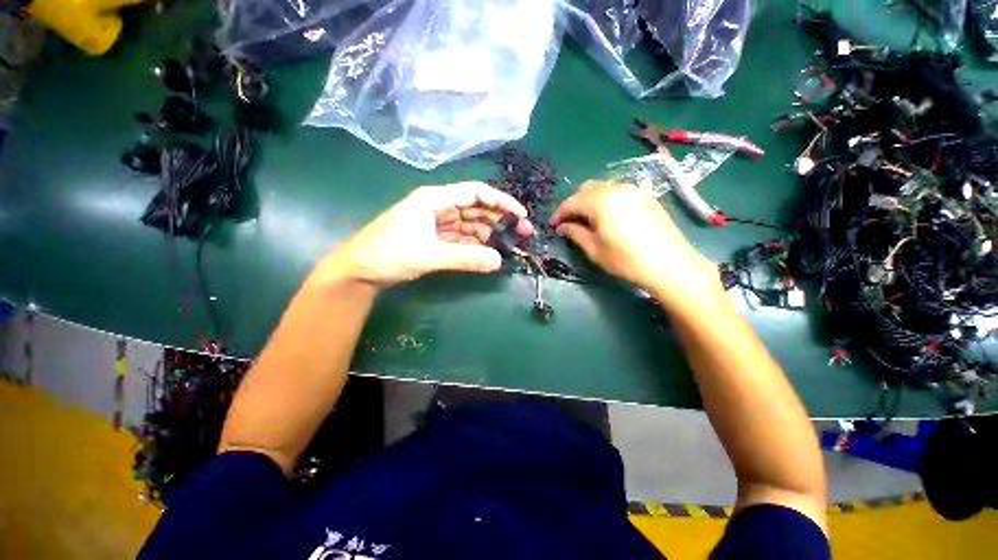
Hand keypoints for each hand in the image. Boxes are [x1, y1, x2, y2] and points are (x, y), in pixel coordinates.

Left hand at [314, 181, 533, 287]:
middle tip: (523, 233)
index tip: (520, 216)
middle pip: (476, 208)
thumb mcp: (428, 255)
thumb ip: (464, 257)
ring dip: (489, 233)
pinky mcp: (435, 238)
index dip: (500, 202)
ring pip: (471, 224)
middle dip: (500, 219)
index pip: (475, 193)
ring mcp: (437, 223)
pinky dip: (476, 244)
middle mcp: (438, 207)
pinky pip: (462, 238)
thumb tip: (498, 261)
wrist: (359, 271)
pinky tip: (488, 252)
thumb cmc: (388, 254)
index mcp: (434, 199)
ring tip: (509, 245)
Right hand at [550, 180, 720, 306]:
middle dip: (574, 203)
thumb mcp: (594, 249)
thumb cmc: (626, 259)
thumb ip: (575, 233)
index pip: (571, 202)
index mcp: (600, 200)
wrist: (669, 264)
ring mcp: (633, 190)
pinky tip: (608, 217)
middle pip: (586, 189)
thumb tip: (562, 227)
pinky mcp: (645, 197)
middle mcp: (616, 188)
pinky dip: (606, 200)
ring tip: (587, 219)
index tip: (552, 225)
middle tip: (570, 222)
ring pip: (603, 188)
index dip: (559, 214)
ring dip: (590, 200)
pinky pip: (618, 191)